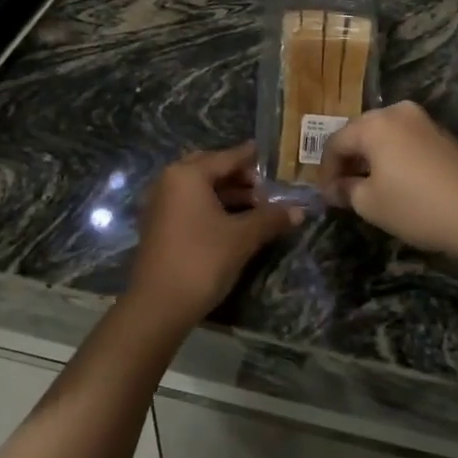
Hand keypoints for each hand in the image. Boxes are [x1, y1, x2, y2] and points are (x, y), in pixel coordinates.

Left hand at [127, 143, 301, 334]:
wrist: (158, 305)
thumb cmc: (202, 260)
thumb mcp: (242, 237)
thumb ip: (270, 218)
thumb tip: (299, 210)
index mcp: (188, 174)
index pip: (226, 157)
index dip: (249, 157)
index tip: (267, 153)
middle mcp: (169, 180)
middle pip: (210, 169)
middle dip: (237, 176)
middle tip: (263, 187)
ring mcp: (160, 203)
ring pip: (198, 187)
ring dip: (226, 193)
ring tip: (256, 206)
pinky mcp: (158, 224)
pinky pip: (189, 203)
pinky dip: (211, 205)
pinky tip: (232, 221)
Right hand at [317, 101, 457, 262]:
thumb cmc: (417, 206)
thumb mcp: (371, 204)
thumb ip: (346, 191)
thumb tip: (335, 188)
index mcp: (375, 123)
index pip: (336, 142)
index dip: (325, 170)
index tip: (326, 196)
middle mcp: (399, 113)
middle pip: (361, 133)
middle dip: (349, 161)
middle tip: (343, 190)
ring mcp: (426, 122)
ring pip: (386, 137)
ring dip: (373, 160)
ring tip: (369, 188)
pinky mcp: (446, 137)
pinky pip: (408, 143)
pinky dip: (395, 159)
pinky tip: (399, 184)